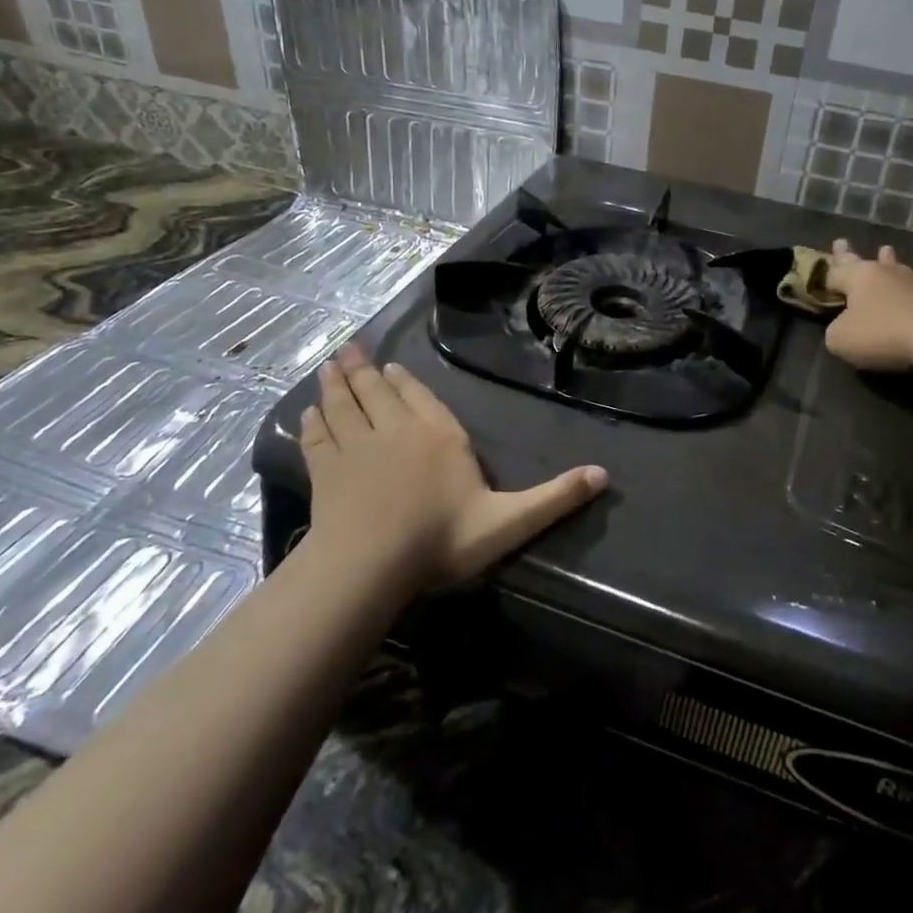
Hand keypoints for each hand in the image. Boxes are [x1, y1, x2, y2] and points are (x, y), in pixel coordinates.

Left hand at [298, 346, 606, 591]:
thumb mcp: (510, 521)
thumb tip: (605, 475)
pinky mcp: (325, 471)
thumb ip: (555, 497)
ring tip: (328, 366)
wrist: (372, 563)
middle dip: (363, 371)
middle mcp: (396, 431)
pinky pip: (317, 438)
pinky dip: (312, 423)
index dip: (404, 382)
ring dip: (335, 385)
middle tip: (349, 349)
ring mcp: (356, 448)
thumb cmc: (443, 539)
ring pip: (344, 407)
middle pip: (376, 393)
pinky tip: (307, 413)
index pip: (421, 399)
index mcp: (439, 436)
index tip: (389, 366)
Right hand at [821, 239, 912, 370]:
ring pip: (898, 268)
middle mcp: (886, 273)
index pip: (835, 273)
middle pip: (864, 262)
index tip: (821, 274)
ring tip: (887, 250)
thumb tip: (844, 326)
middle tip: (841, 241)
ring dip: (891, 261)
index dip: (826, 276)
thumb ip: (835, 330)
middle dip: (849, 254)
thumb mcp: (840, 338)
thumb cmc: (880, 333)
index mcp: (858, 277)